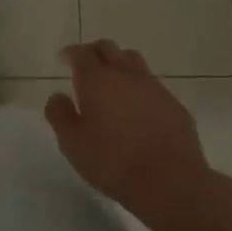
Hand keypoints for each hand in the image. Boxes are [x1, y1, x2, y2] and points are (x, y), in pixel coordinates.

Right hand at [46, 40, 213, 227]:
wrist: (171, 182)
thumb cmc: (113, 162)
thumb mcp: (73, 144)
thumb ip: (59, 115)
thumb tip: (57, 96)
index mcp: (97, 79)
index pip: (81, 53)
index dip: (70, 53)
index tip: (64, 58)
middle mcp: (126, 74)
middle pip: (109, 48)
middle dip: (94, 52)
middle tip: (86, 65)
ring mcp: (154, 87)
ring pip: (133, 61)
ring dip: (119, 64)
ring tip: (112, 82)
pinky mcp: (174, 104)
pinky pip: (152, 84)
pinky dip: (139, 87)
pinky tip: (137, 108)